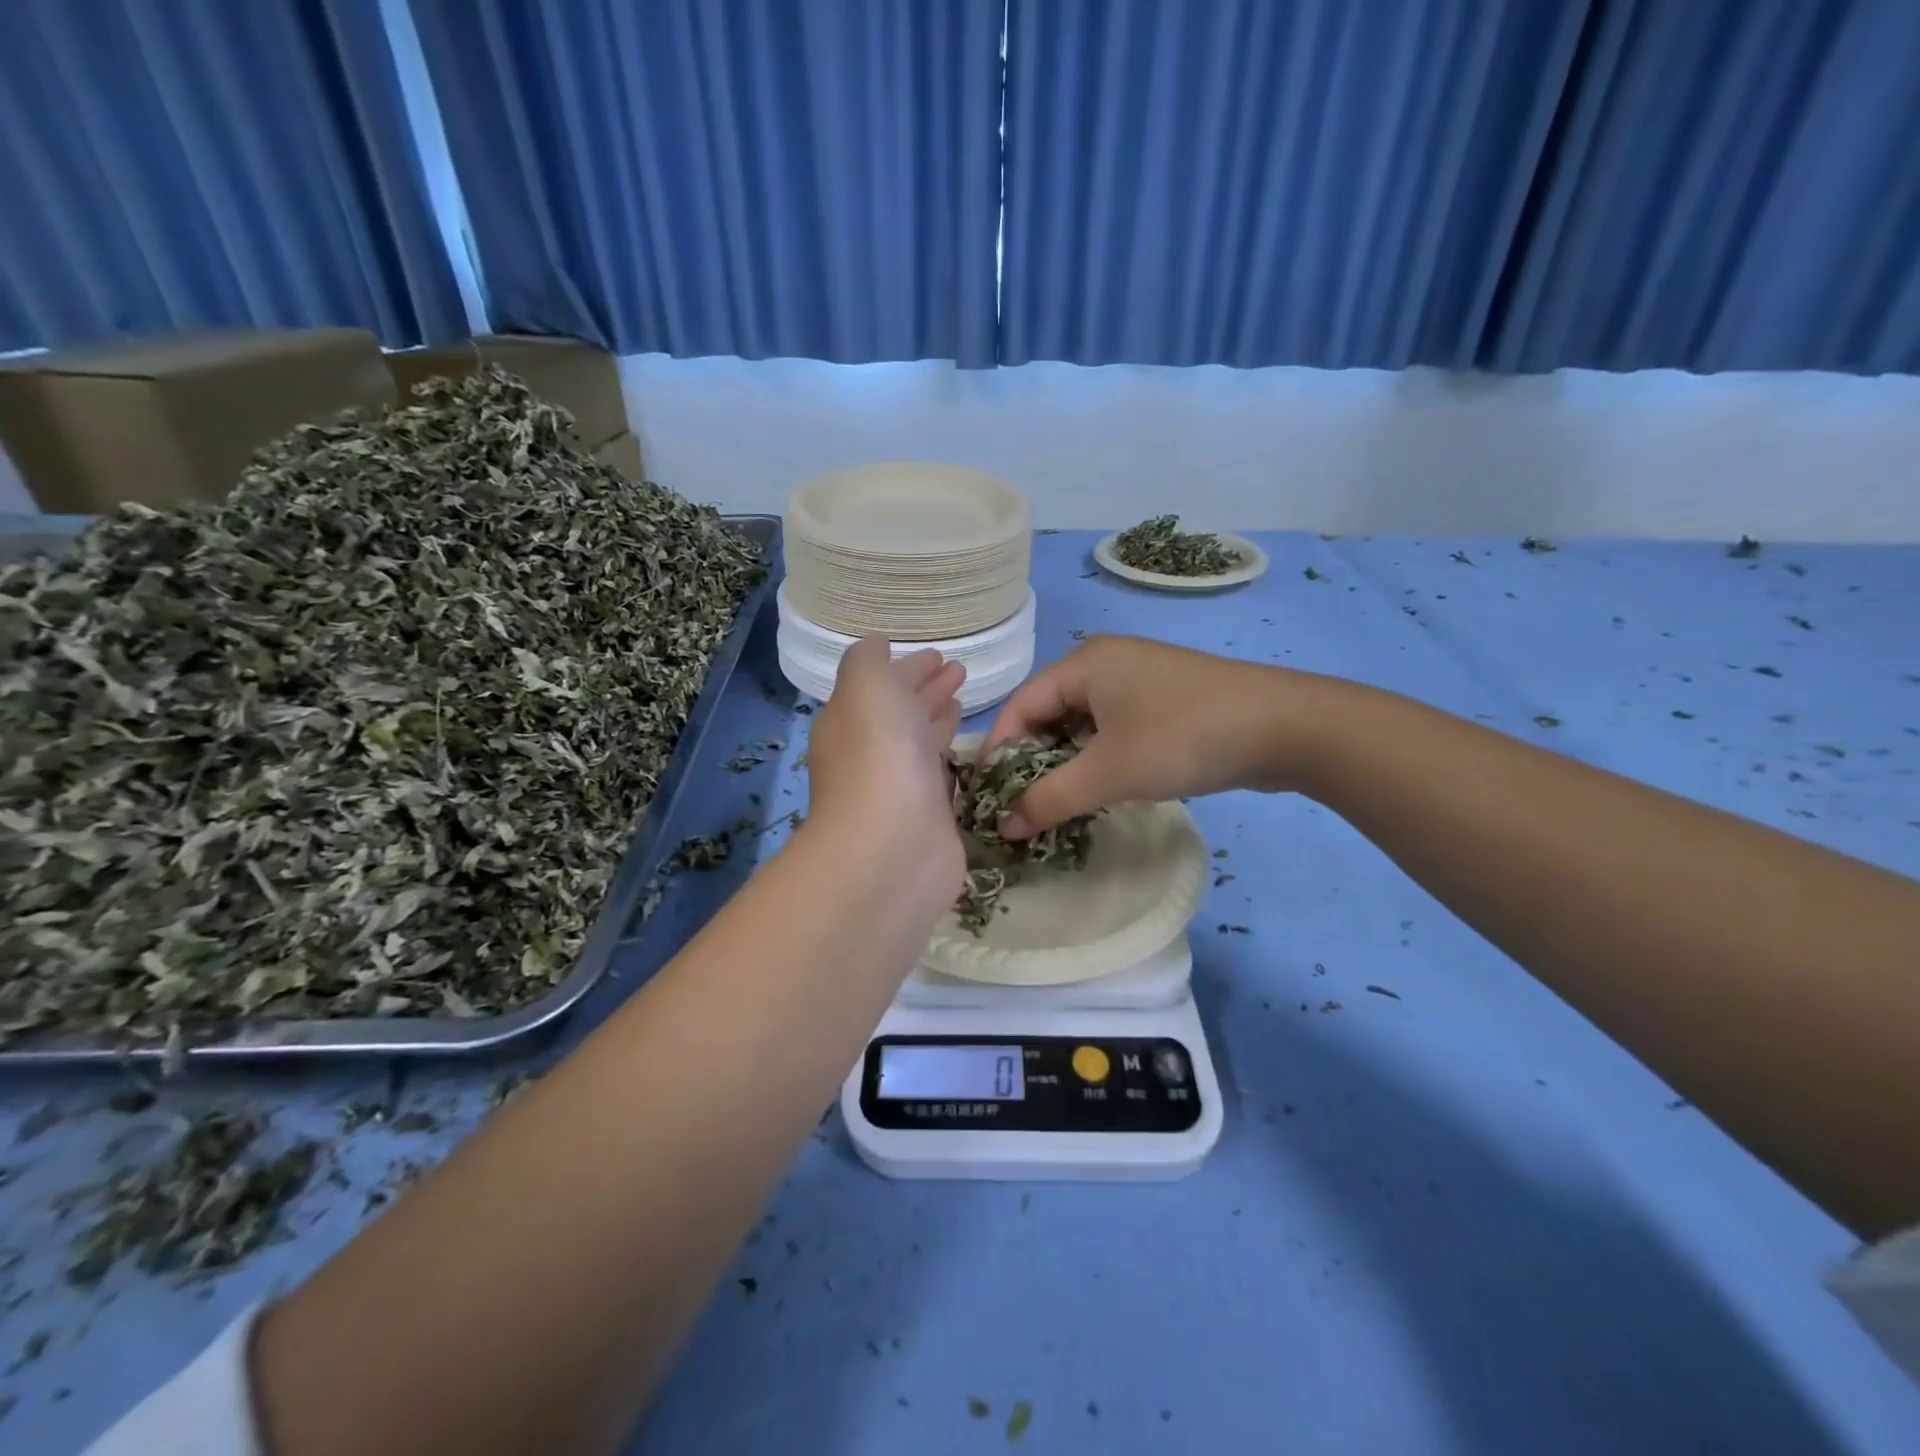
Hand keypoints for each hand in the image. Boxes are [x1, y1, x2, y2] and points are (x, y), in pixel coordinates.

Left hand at [806, 640, 966, 888]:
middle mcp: (870, 753)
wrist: (892, 846)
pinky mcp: (928, 818)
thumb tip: (878, 647)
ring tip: (964, 700)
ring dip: (938, 719)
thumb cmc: (878, 755)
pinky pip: (940, 777)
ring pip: (920, 743)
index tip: (939, 656)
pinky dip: (951, 758)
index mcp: (850, 720)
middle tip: (959, 671)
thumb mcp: (865, 686)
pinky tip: (970, 749)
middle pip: (900, 713)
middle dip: (926, 690)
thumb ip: (868, 661)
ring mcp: (899, 788)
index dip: (907, 668)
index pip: (880, 686)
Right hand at [984, 635, 1331, 836]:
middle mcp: (1106, 662)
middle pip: (1049, 713)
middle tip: (1021, 807)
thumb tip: (1005, 827)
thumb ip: (1050, 798)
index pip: (1021, 705)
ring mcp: (1139, 679)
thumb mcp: (1109, 772)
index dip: (998, 751)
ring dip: (1065, 763)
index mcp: (1084, 663)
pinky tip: (1098, 788)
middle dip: (1031, 760)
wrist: (1286, 727)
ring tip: (1056, 804)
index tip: (989, 798)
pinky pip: (1113, 728)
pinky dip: (1097, 757)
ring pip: (1082, 724)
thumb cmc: (1183, 738)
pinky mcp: (1165, 701)